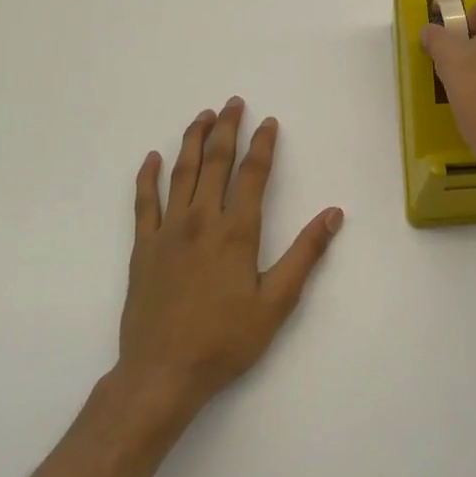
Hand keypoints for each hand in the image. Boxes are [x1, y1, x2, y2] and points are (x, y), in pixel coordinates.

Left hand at [119, 98, 343, 421]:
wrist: (162, 373)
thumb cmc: (225, 339)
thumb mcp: (277, 301)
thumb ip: (305, 254)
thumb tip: (333, 214)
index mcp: (236, 231)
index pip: (253, 174)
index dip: (263, 144)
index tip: (269, 122)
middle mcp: (201, 220)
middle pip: (215, 162)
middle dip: (227, 129)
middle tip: (234, 103)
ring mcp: (167, 231)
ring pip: (181, 173)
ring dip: (192, 141)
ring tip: (202, 116)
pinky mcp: (142, 247)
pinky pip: (143, 202)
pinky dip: (147, 177)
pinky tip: (152, 158)